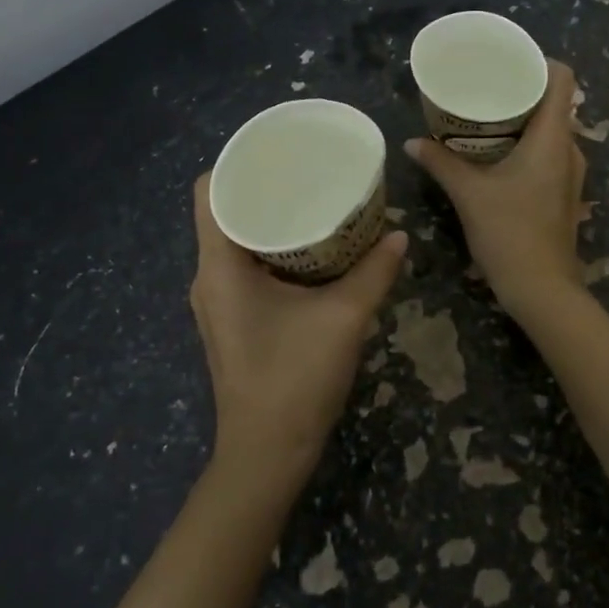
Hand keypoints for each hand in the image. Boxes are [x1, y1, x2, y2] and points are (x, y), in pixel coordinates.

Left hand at [190, 176, 407, 478]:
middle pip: (224, 211)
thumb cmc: (295, 379)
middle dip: (264, 188)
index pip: (210, 191)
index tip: (279, 153)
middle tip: (308, 172)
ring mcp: (217, 301)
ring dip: (269, 219)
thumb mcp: (344, 318)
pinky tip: (309, 249)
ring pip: (235, 239)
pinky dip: (271, 248)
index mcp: (220, 266)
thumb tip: (399, 236)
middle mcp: (209, 277)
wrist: (268, 454)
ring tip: (312, 200)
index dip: (238, 163)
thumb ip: (374, 272)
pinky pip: (244, 265)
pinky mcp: (231, 319)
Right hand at [406, 59, 586, 320]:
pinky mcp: (563, 193)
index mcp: (553, 138)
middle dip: (522, 90)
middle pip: (555, 103)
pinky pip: (548, 153)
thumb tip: (412, 142)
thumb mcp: (468, 193)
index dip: (539, 62)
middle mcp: (569, 150)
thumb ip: (440, 162)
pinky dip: (526, 144)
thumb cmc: (509, 232)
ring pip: (551, 130)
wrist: (541, 288)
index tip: (507, 60)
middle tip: (485, 86)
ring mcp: (569, 174)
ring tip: (485, 116)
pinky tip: (495, 153)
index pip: (563, 79)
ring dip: (523, 120)